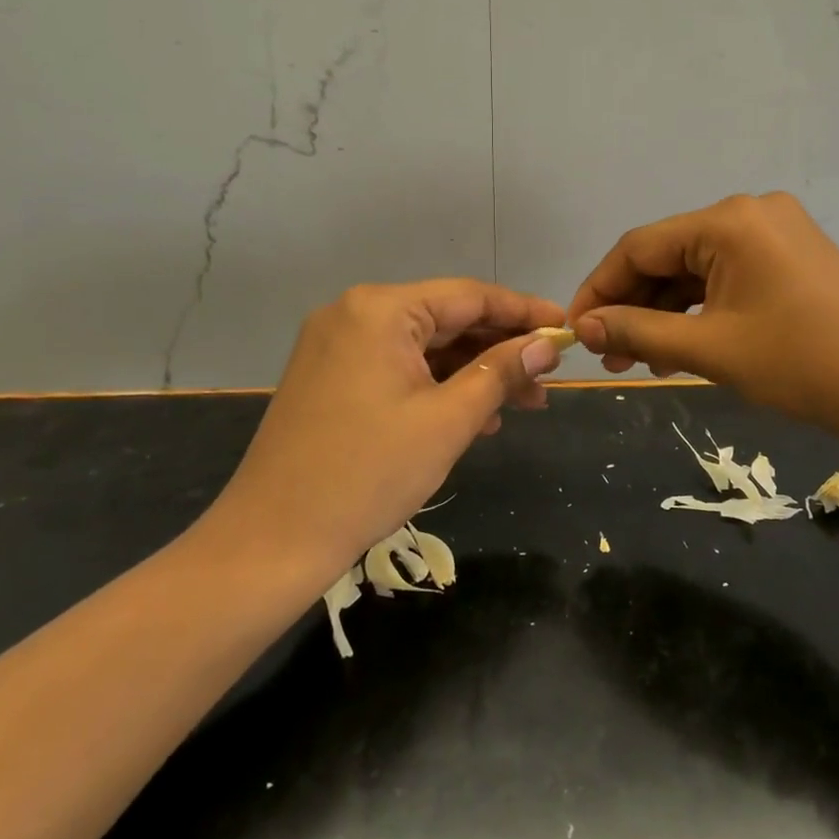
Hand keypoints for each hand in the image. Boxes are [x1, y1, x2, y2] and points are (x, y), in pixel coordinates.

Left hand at [196, 280, 567, 574]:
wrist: (272, 541)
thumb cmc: (368, 475)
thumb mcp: (448, 420)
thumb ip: (500, 372)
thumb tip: (546, 346)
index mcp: (380, 310)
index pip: (469, 296)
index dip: (523, 313)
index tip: (566, 330)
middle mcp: (355, 314)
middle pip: (447, 320)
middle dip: (500, 350)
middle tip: (548, 380)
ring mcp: (338, 346)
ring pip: (425, 347)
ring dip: (473, 372)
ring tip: (521, 404)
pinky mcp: (332, 378)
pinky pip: (399, 368)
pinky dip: (438, 387)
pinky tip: (475, 415)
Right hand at [568, 193, 838, 436]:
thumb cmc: (800, 365)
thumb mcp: (710, 349)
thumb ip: (639, 332)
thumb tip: (584, 328)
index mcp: (728, 221)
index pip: (639, 246)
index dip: (600, 289)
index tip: (577, 332)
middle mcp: (749, 212)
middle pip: (667, 255)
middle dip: (634, 306)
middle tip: (611, 358)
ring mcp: (775, 231)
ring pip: (696, 268)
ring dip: (664, 311)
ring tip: (642, 361)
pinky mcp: (791, 255)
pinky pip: (727, 275)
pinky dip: (700, 307)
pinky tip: (681, 344)